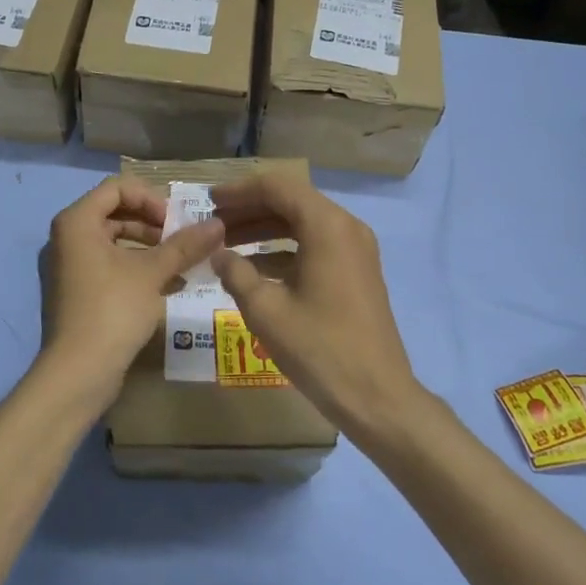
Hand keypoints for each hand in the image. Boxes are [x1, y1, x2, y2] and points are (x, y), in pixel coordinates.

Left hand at [38, 177, 225, 412]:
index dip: (150, 198)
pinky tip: (169, 286)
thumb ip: (185, 245)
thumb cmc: (112, 310)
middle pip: (115, 213)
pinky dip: (136, 269)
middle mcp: (67, 238)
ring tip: (181, 265)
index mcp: (77, 222)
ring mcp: (69, 266)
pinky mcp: (77, 292)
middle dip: (152, 224)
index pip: (117, 188)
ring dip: (149, 248)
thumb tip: (219, 223)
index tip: (174, 222)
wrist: (78, 373)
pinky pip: (108, 266)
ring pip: (114, 242)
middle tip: (181, 242)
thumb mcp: (152, 273)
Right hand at [210, 173, 420, 439]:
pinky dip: (282, 249)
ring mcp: (355, 250)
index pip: (277, 187)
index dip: (239, 191)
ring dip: (264, 229)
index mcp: (326, 226)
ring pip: (302, 223)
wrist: (377, 397)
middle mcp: (345, 227)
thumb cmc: (319, 348)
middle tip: (212, 221)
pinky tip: (252, 268)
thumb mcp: (266, 310)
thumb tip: (217, 254)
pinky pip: (314, 245)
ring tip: (225, 244)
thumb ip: (236, 273)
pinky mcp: (356, 271)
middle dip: (249, 209)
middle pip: (291, 201)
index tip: (208, 201)